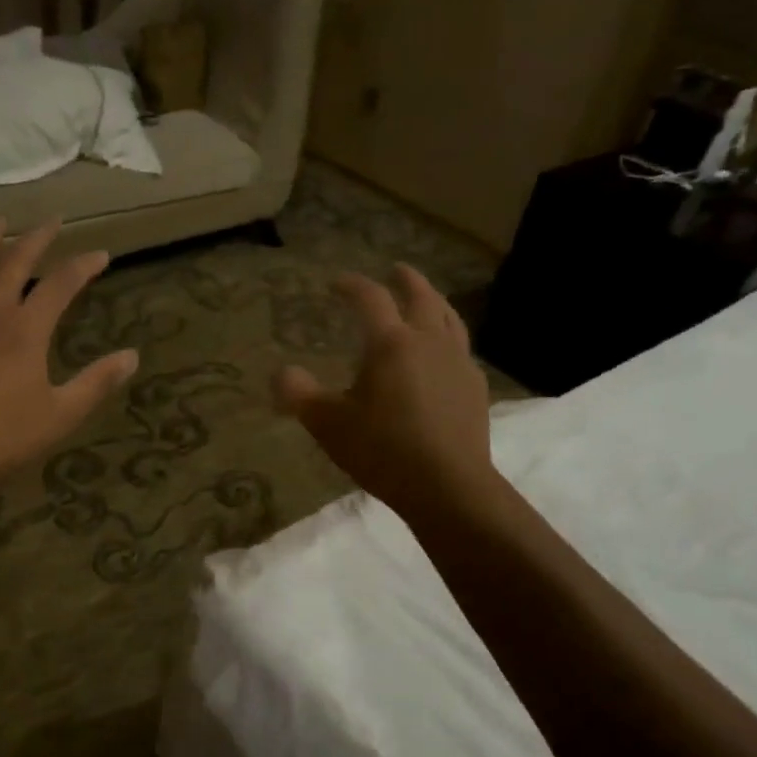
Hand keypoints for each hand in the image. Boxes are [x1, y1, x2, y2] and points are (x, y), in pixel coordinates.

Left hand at [0, 218, 136, 483]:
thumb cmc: (3, 435)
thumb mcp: (61, 414)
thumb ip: (97, 382)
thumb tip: (132, 356)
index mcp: (26, 329)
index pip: (61, 284)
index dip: (84, 265)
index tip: (102, 254)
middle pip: (15, 262)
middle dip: (38, 238)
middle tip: (53, 220)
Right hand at [275, 264, 494, 519]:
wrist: (448, 485)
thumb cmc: (383, 450)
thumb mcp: (328, 425)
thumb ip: (300, 395)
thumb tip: (281, 374)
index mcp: (391, 343)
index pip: (370, 299)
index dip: (352, 285)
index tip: (338, 283)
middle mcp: (429, 342)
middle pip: (421, 297)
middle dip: (406, 280)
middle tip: (397, 270)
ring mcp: (458, 363)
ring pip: (449, 318)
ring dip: (434, 302)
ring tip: (427, 301)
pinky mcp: (475, 388)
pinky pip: (462, 350)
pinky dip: (449, 339)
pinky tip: (445, 355)